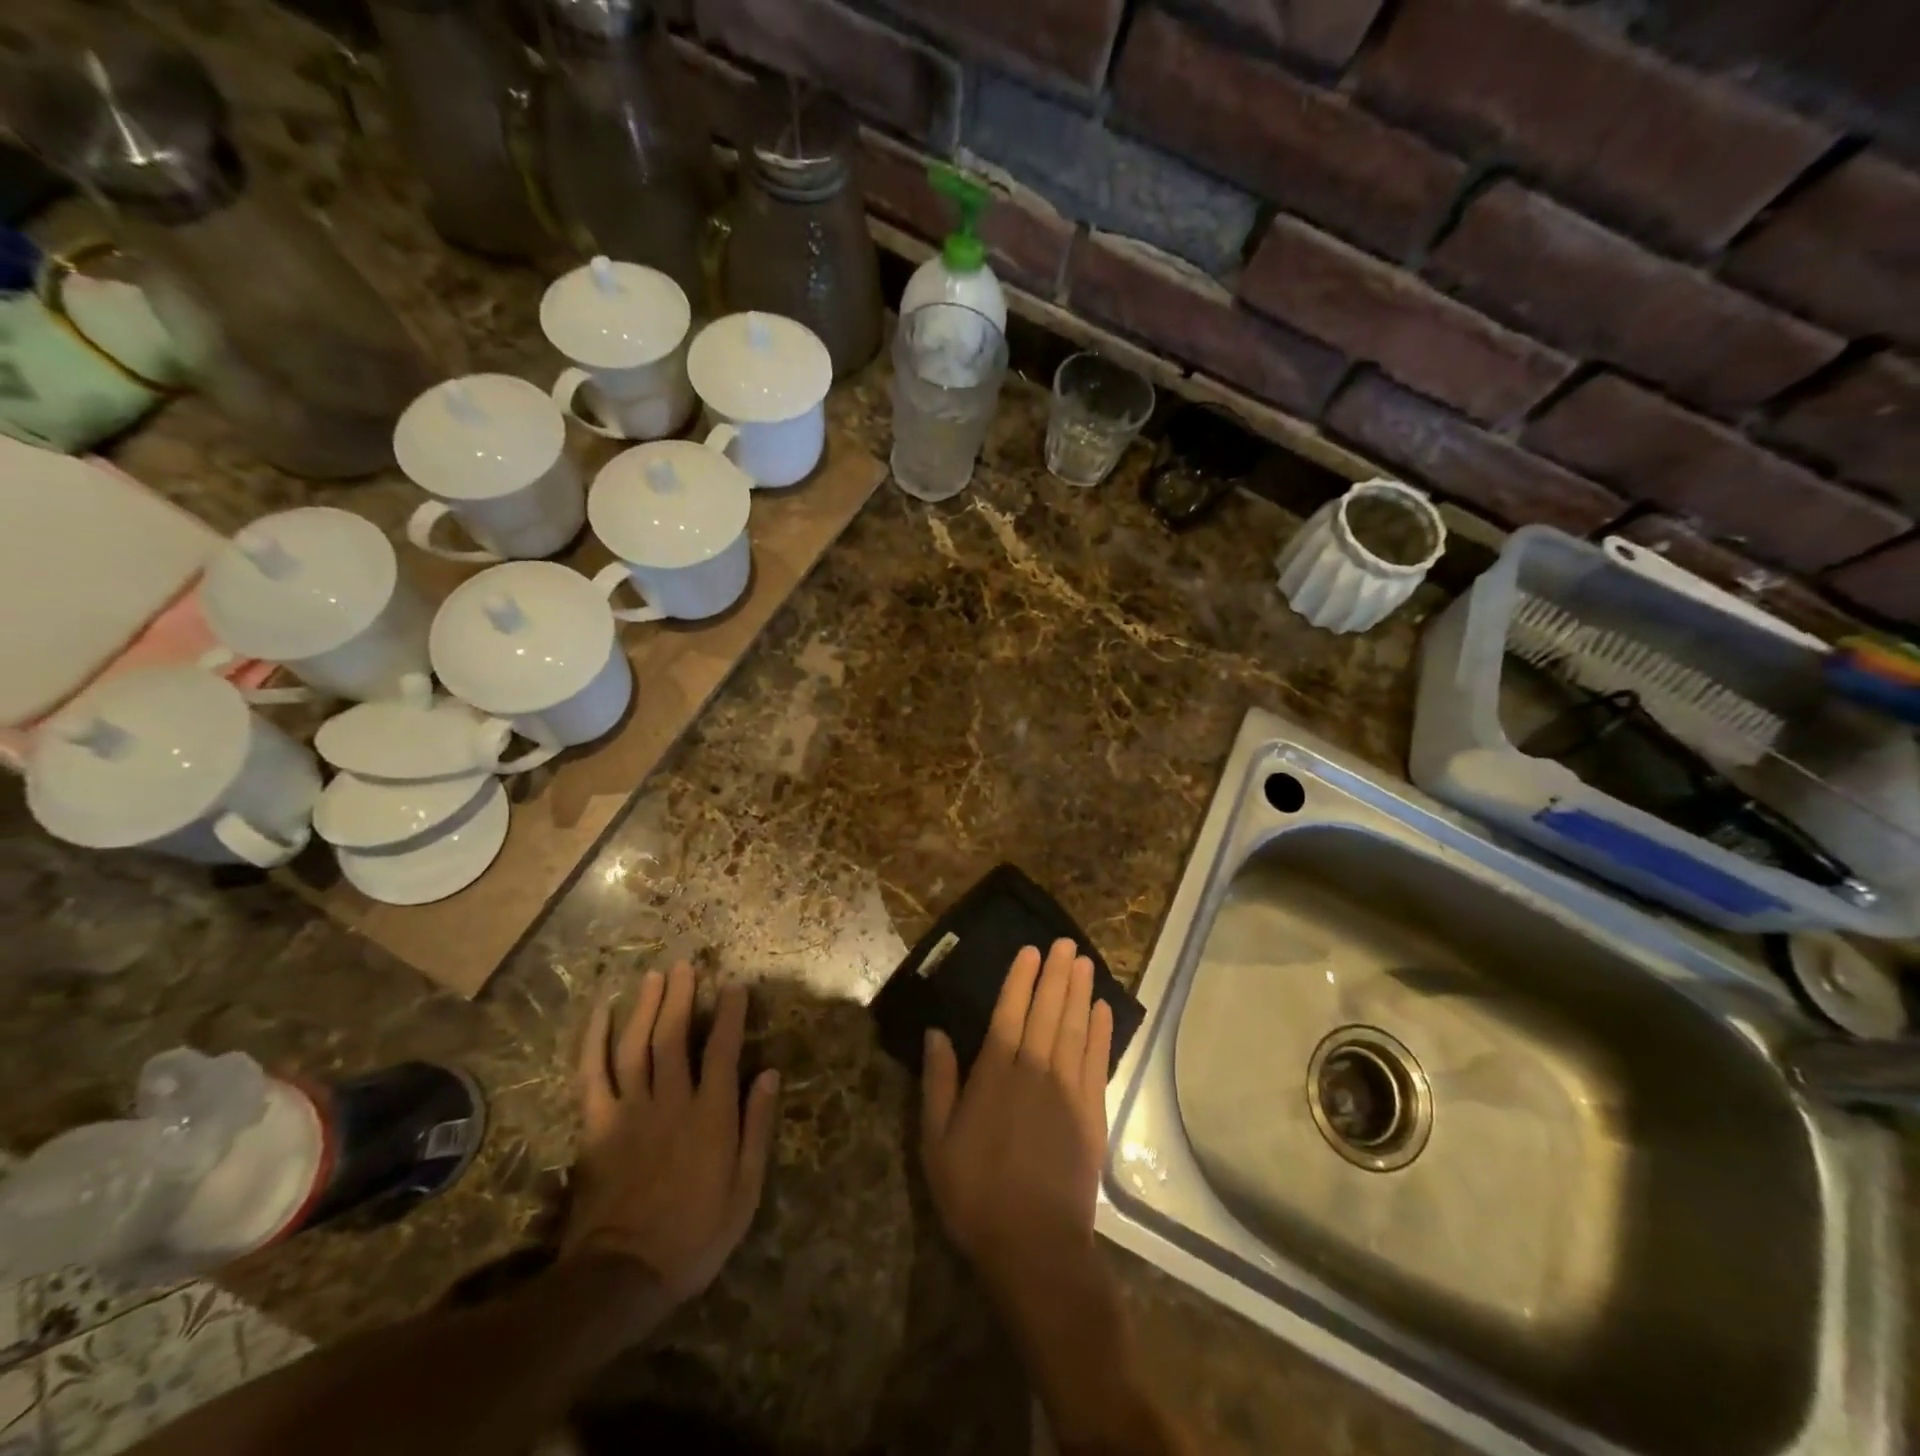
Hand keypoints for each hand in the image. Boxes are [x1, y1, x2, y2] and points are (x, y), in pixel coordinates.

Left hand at [565, 963, 779, 1305]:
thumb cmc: (695, 1236)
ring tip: (654, 976)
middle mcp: (671, 1101)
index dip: (730, 1014)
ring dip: (645, 1007)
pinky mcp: (597, 1126)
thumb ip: (757, 1128)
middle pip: (674, 1036)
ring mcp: (629, 1111)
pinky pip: (591, 1075)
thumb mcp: (745, 1191)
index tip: (735, 986)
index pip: (723, 1049)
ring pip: (636, 1045)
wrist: (624, 1277)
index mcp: (710, 1115)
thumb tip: (770, 1074)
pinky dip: (593, 1041)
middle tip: (686, 965)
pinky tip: (599, 1014)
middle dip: (681, 996)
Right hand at [920, 939, 1114, 1299]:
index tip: (1030, 950)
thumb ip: (938, 1083)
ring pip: (1075, 1028)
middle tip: (1065, 943)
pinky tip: (1102, 1010)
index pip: (1010, 1013)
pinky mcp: (1092, 1113)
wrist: (1036, 1246)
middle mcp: (1035, 1072)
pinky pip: (1097, 1061)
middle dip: (1056, 975)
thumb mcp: (937, 1143)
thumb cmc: (976, 1194)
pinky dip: (1100, 1032)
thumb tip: (936, 1033)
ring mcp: (1068, 1091)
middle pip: (1047, 1012)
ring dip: (1080, 992)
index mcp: (995, 1076)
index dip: (1020, 979)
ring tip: (1084, 962)